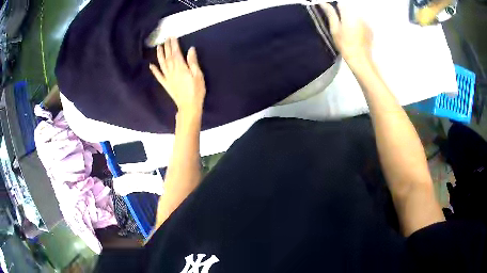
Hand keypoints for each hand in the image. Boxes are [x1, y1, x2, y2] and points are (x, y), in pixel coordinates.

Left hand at [149, 37, 205, 116]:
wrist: (189, 106)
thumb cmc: (196, 90)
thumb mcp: (198, 75)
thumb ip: (193, 62)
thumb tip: (190, 49)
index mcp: (180, 67)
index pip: (176, 52)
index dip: (173, 44)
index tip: (172, 37)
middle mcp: (172, 70)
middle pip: (168, 56)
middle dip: (167, 47)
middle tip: (165, 39)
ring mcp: (167, 77)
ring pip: (162, 64)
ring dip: (159, 55)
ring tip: (158, 47)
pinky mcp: (165, 84)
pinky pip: (158, 76)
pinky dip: (154, 70)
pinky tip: (151, 65)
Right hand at [320, 3, 372, 66]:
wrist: (360, 59)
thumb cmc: (345, 44)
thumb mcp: (334, 29)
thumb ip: (330, 14)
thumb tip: (323, 3)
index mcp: (349, 14)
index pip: (341, 5)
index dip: (336, 9)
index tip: (335, 17)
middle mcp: (359, 15)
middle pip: (349, 10)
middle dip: (345, 14)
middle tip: (342, 26)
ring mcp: (366, 22)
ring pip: (356, 16)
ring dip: (352, 20)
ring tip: (349, 31)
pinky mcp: (370, 29)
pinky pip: (362, 23)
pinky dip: (359, 25)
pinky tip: (356, 34)